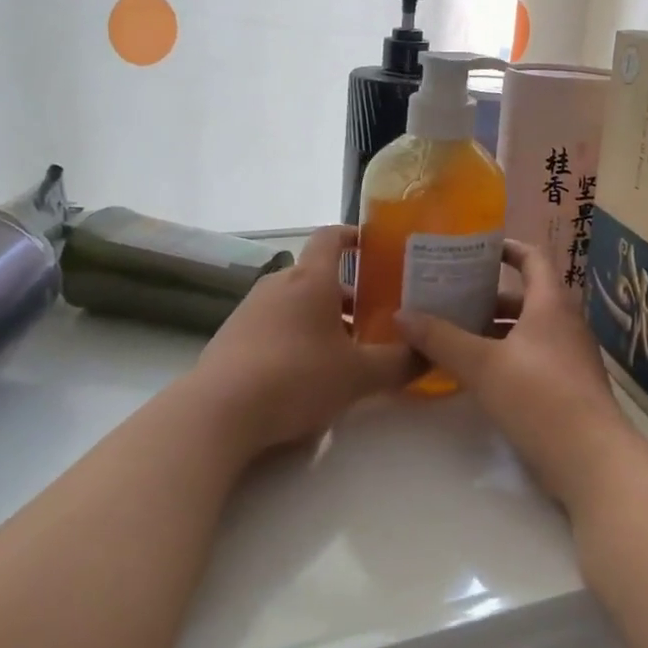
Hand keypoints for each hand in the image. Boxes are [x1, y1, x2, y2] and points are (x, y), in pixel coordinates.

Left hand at [190, 226, 416, 459]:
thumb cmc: (296, 377)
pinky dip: (294, 335)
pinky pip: (273, 324)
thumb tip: (430, 355)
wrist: (218, 412)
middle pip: (317, 275)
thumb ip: (399, 364)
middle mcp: (278, 284)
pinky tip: (303, 372)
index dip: (353, 236)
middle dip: (346, 293)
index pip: (331, 237)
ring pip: (295, 302)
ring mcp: (250, 310)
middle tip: (374, 317)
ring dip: (321, 318)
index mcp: (311, 279)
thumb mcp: (358, 376)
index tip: (373, 246)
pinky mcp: (231, 337)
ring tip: (344, 351)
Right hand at [396, 241, 641, 511]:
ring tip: (454, 334)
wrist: (592, 461)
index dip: (506, 248)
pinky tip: (478, 373)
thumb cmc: (539, 398)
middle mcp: (565, 323)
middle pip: (525, 297)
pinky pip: (534, 356)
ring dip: (494, 329)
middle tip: (449, 297)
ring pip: (528, 330)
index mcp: (551, 304)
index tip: (476, 248)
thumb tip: (401, 315)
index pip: (532, 258)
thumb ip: (441, 339)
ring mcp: (571, 356)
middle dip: (487, 296)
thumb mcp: (482, 365)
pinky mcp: (570, 387)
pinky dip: (507, 355)